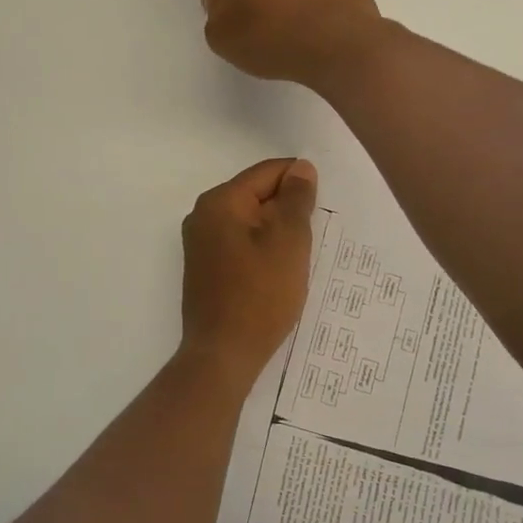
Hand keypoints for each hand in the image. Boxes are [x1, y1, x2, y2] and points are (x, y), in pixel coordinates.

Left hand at [180, 157, 319, 378]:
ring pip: (250, 222)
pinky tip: (277, 273)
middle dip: (288, 210)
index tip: (322, 209)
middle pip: (257, 195)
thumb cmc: (260, 294)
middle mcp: (203, 215)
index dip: (300, 183)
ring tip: (298, 257)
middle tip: (313, 237)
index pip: (268, 172)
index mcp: (220, 201)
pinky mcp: (205, 268)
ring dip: (276, 232)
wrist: (223, 353)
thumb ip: (297, 198)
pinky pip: (240, 244)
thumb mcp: (288, 241)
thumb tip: (300, 168)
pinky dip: (261, 250)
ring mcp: (200, 244)